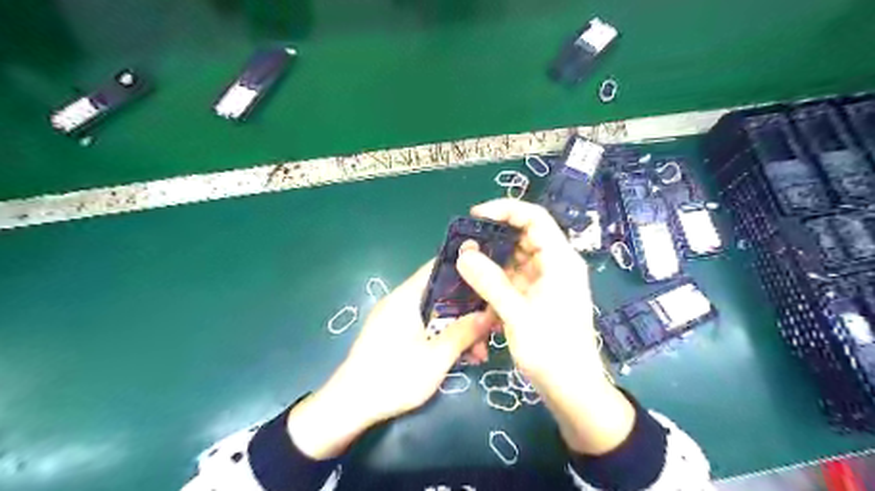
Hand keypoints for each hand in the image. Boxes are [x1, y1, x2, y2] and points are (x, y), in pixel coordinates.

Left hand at [288, 261, 491, 458]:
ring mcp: (394, 318)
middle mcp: (399, 301)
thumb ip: (464, 332)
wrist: (349, 406)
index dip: (465, 270)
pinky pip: (423, 327)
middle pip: (440, 294)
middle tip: (490, 330)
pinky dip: (442, 337)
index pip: (438, 268)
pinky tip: (460, 358)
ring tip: (478, 354)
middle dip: (467, 311)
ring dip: (457, 329)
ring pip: (435, 314)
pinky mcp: (391, 335)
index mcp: (406, 297)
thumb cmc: (394, 377)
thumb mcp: (436, 357)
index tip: (489, 280)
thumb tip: (490, 313)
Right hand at [454, 199, 631, 456]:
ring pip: (515, 258)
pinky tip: (478, 290)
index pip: (534, 218)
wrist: (572, 390)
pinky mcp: (537, 297)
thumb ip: (490, 282)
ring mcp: (546, 281)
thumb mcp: (518, 314)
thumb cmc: (552, 351)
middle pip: (523, 236)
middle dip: (493, 238)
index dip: (505, 210)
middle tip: (464, 245)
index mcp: (560, 260)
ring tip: (465, 267)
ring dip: (492, 262)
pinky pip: (513, 278)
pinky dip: (496, 281)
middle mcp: (555, 265)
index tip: (476, 216)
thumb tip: (463, 253)